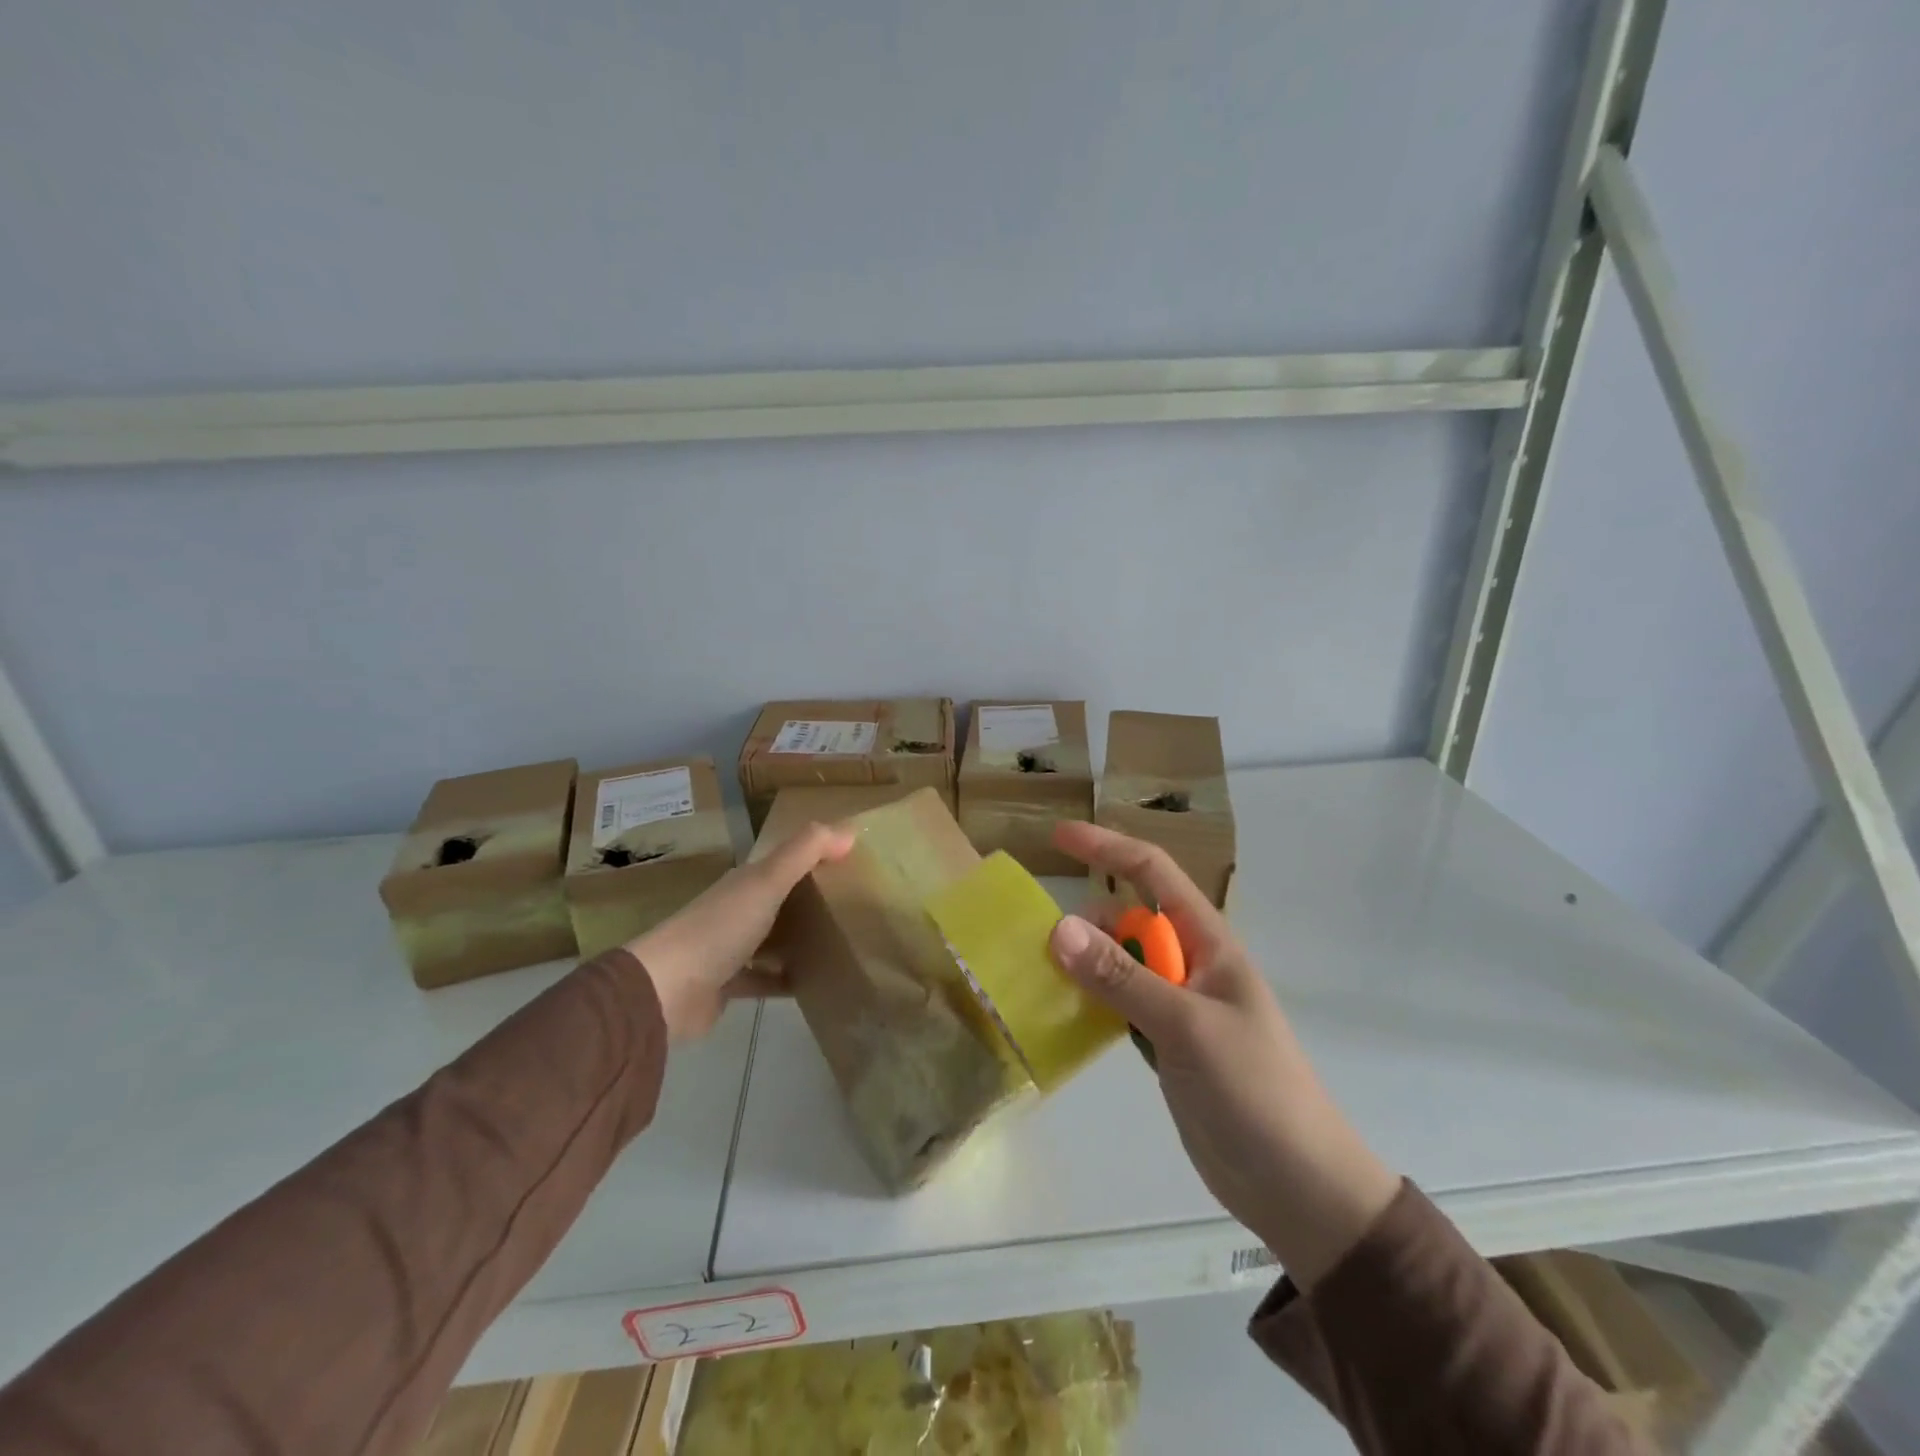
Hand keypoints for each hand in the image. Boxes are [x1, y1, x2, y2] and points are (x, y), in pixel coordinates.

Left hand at [628, 822, 853, 1042]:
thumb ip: (806, 852)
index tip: (856, 861)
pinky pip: (765, 978)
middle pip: (781, 899)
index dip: (816, 857)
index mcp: (744, 881)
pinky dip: (787, 979)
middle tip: (858, 905)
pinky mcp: (728, 986)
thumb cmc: (720, 928)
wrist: (666, 991)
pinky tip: (815, 984)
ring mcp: (730, 949)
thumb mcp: (767, 881)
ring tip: (843, 944)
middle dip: (813, 900)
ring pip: (774, 938)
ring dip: (801, 940)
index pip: (785, 862)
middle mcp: (737, 909)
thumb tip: (850, 829)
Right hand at [1047, 821, 1399, 1288]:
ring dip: (1084, 964)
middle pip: (1128, 920)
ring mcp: (1177, 1005)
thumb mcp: (1186, 1026)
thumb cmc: (1254, 1091)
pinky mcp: (1166, 1044)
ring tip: (1041, 979)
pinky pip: (1119, 1004)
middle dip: (1086, 922)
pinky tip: (1062, 1013)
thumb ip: (1122, 977)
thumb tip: (1059, 928)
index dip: (1107, 848)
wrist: (1297, 1186)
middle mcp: (1191, 964)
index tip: (1058, 838)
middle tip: (1041, 946)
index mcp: (1209, 943)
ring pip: (1119, 964)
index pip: (1154, 873)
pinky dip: (1090, 1001)